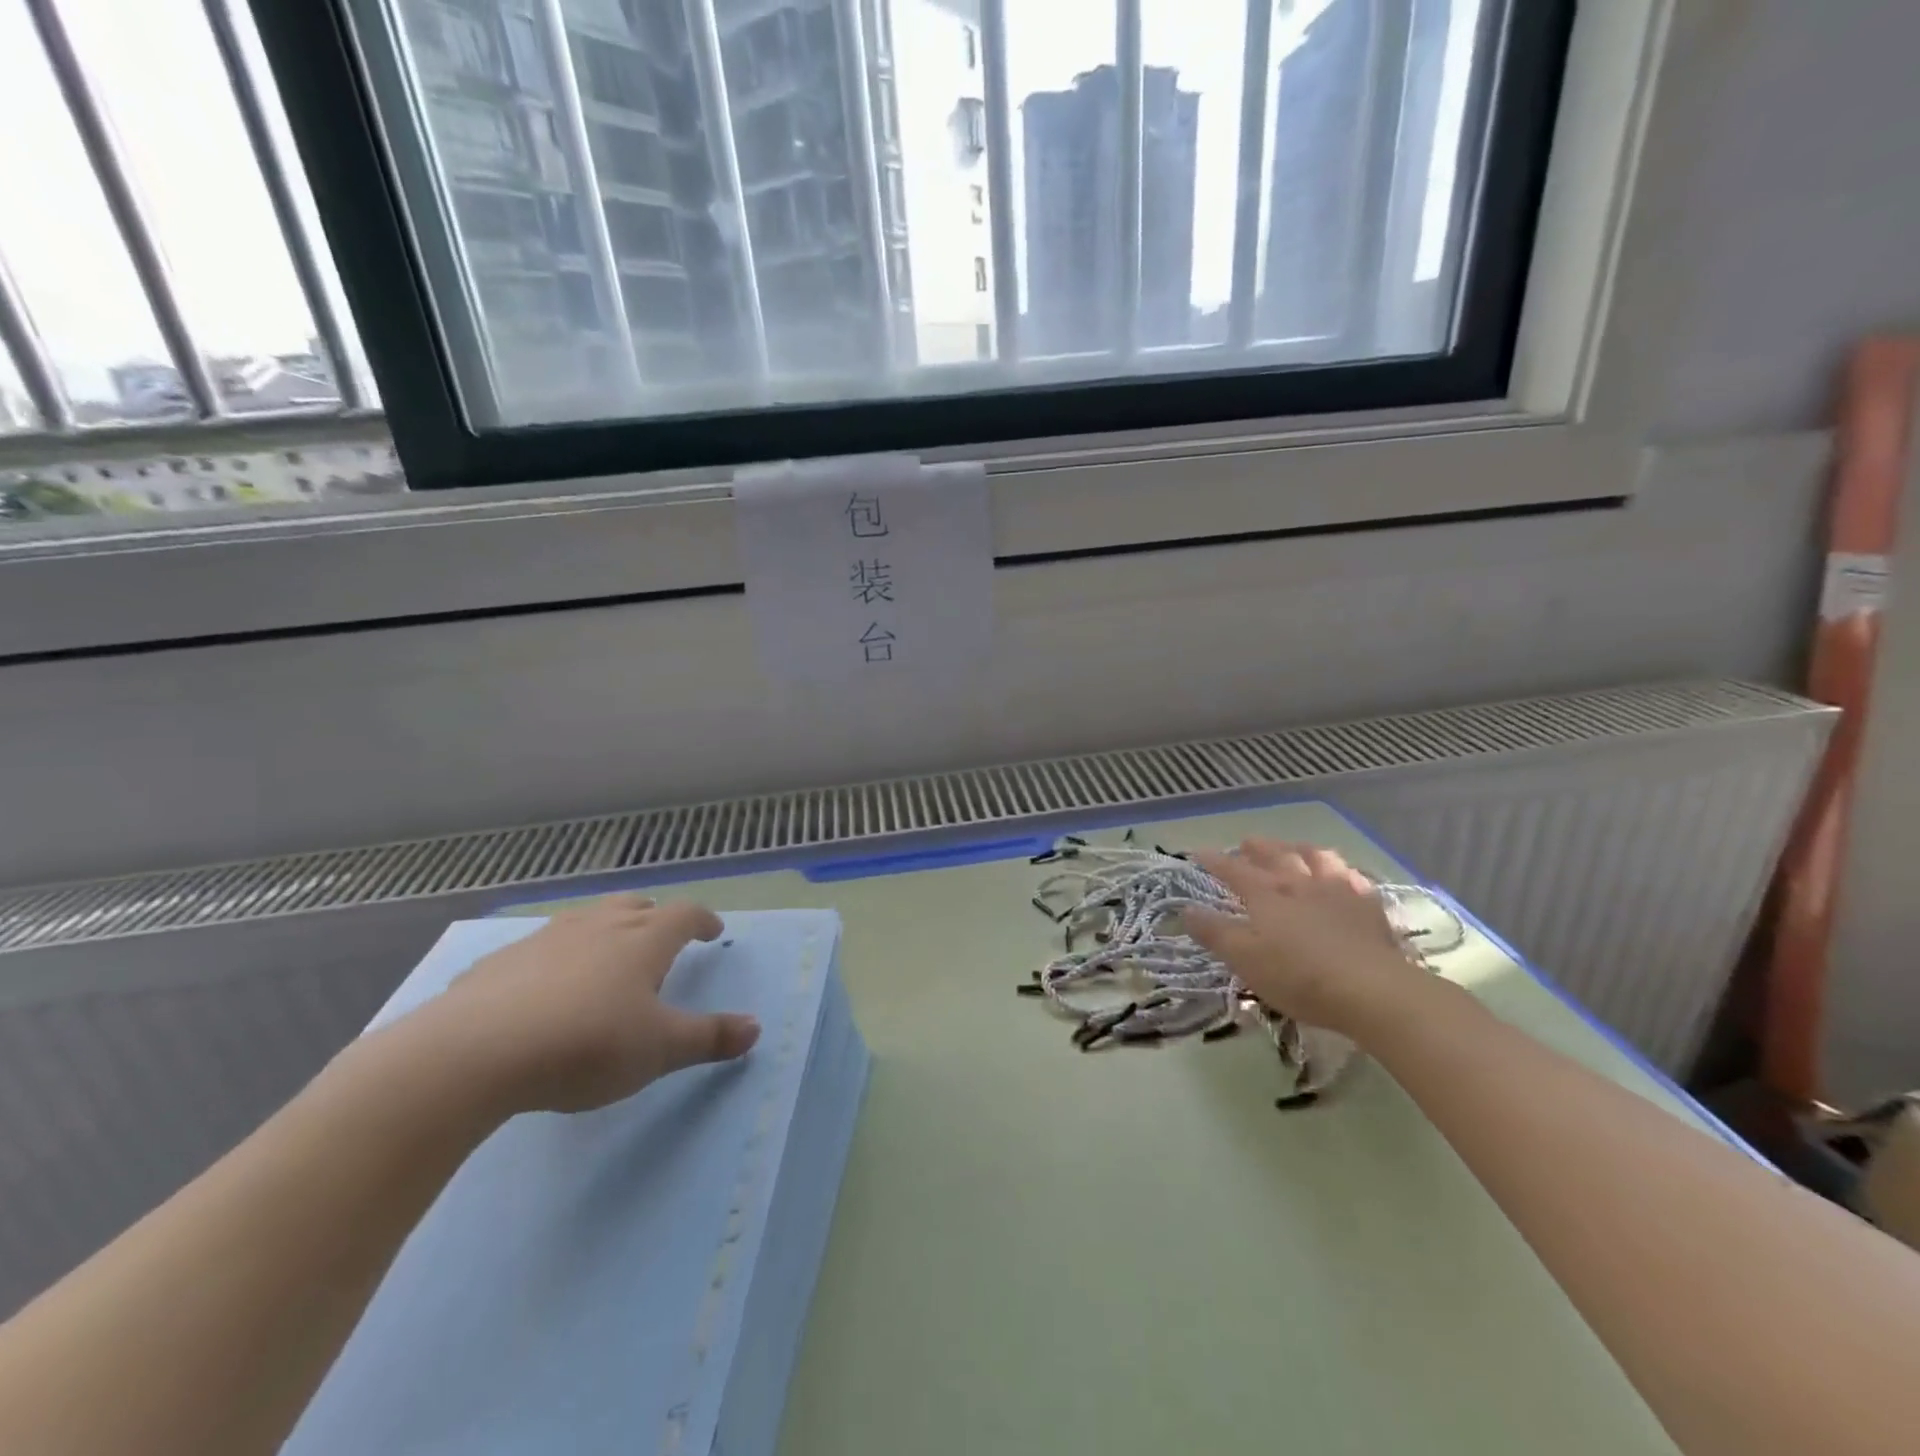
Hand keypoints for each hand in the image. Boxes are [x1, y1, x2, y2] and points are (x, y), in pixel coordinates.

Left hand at [424, 895, 759, 1113]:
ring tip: (605, 955)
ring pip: (586, 919)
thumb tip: (756, 1028)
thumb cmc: (586, 1044)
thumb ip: (709, 1037)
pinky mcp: (500, 962)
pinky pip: (539, 948)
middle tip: (661, 936)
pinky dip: (554, 957)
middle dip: (654, 916)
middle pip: (634, 906)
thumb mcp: (659, 1050)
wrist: (474, 1053)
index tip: (713, 931)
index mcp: (642, 941)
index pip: (684, 915)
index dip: (702, 920)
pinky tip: (542, 988)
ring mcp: (545, 939)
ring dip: (604, 930)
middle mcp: (598, 927)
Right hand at [1185, 840, 1429, 1040]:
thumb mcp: (1245, 959)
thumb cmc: (1299, 976)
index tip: (1196, 853)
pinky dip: (1341, 871)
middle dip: (1257, 848)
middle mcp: (1299, 882)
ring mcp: (1337, 890)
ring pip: (1316, 857)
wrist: (1373, 990)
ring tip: (1294, 848)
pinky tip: (1343, 875)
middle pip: (1275, 856)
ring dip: (1300, 849)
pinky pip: (1352, 877)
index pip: (1233, 870)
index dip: (1213, 861)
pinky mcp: (1369, 906)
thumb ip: (1214, 932)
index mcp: (1266, 894)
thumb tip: (1186, 909)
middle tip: (1246, 843)